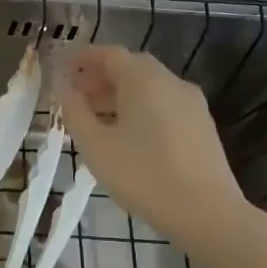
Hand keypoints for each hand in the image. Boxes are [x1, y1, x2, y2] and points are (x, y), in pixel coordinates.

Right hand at [56, 46, 246, 240]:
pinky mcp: (201, 126)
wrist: (206, 213)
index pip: (109, 54)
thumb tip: (63, 87)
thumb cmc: (142, 175)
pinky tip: (124, 135)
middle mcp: (171, 83)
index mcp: (144, 80)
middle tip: (73, 95)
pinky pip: (162, 104)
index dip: (81, 58)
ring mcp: (191, 104)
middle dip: (98, 77)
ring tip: (93, 118)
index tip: (60, 68)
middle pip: (130, 68)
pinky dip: (138, 107)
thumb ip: (74, 111)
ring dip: (117, 94)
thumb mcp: (95, 144)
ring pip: (148, 87)